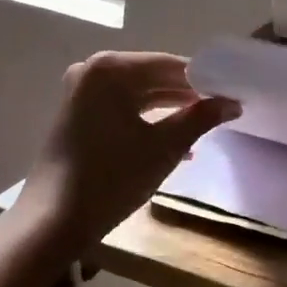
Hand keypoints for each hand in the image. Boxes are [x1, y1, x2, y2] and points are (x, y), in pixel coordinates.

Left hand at [20, 52, 240, 246]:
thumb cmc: (112, 178)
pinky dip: (149, 119)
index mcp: (111, 69)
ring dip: (171, 108)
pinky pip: (123, 107)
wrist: (53, 221)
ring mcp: (81, 92)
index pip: (170, 65)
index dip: (205, 80)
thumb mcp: (164, 147)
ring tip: (205, 125)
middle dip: (188, 95)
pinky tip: (176, 139)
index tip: (232, 93)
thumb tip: (232, 103)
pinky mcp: (78, 114)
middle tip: (223, 109)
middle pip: (153, 76)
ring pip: (138, 93)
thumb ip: (200, 119)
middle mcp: (92, 70)